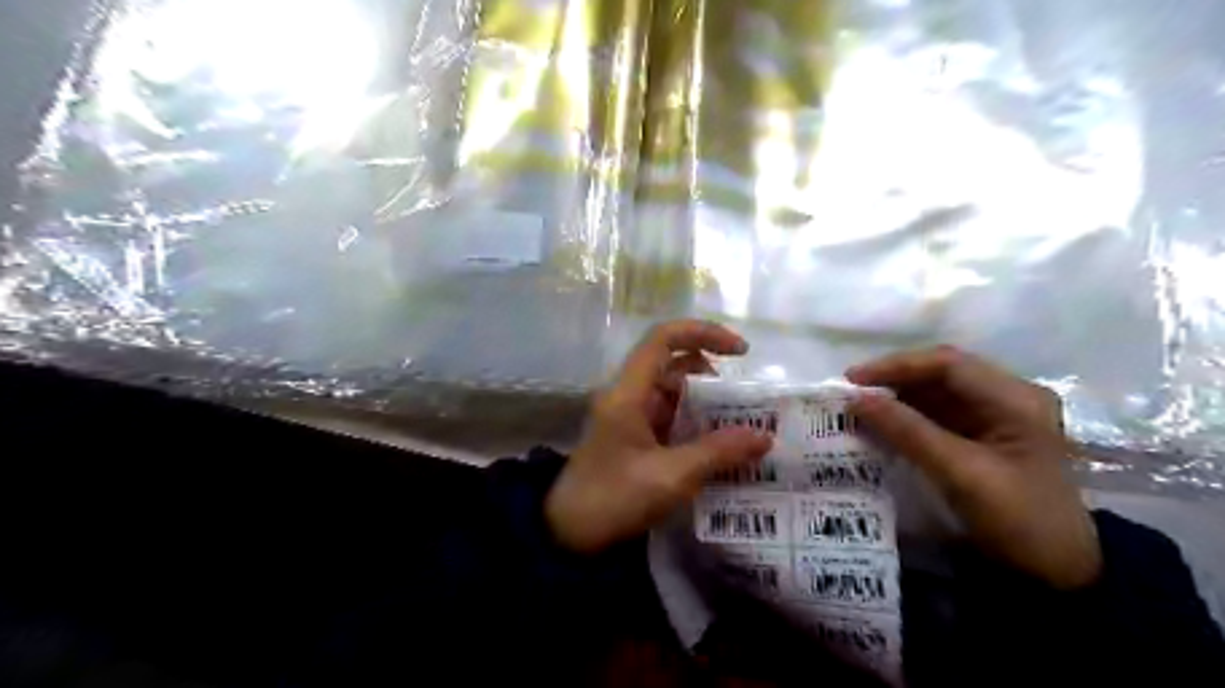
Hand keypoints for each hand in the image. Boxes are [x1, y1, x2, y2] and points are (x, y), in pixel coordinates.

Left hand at [548, 322, 768, 553]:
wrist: (568, 535)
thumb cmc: (613, 498)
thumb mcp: (671, 476)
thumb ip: (718, 453)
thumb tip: (764, 436)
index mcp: (629, 392)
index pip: (664, 338)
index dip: (703, 333)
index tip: (740, 352)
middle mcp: (628, 395)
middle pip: (674, 366)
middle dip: (713, 377)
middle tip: (748, 403)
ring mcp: (629, 416)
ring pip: (674, 393)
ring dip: (706, 404)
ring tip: (742, 427)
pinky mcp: (633, 437)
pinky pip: (669, 418)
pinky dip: (694, 424)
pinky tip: (719, 447)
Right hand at [854, 347, 1100, 587]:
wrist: (1059, 571)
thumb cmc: (1020, 519)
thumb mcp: (961, 473)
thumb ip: (908, 432)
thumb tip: (855, 400)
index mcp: (1016, 399)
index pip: (948, 364)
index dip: (897, 366)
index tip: (853, 380)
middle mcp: (1007, 397)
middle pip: (940, 374)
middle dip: (893, 381)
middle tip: (850, 394)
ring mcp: (995, 416)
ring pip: (935, 393)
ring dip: (896, 398)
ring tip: (858, 408)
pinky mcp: (982, 435)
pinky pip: (936, 414)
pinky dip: (906, 417)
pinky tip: (880, 425)